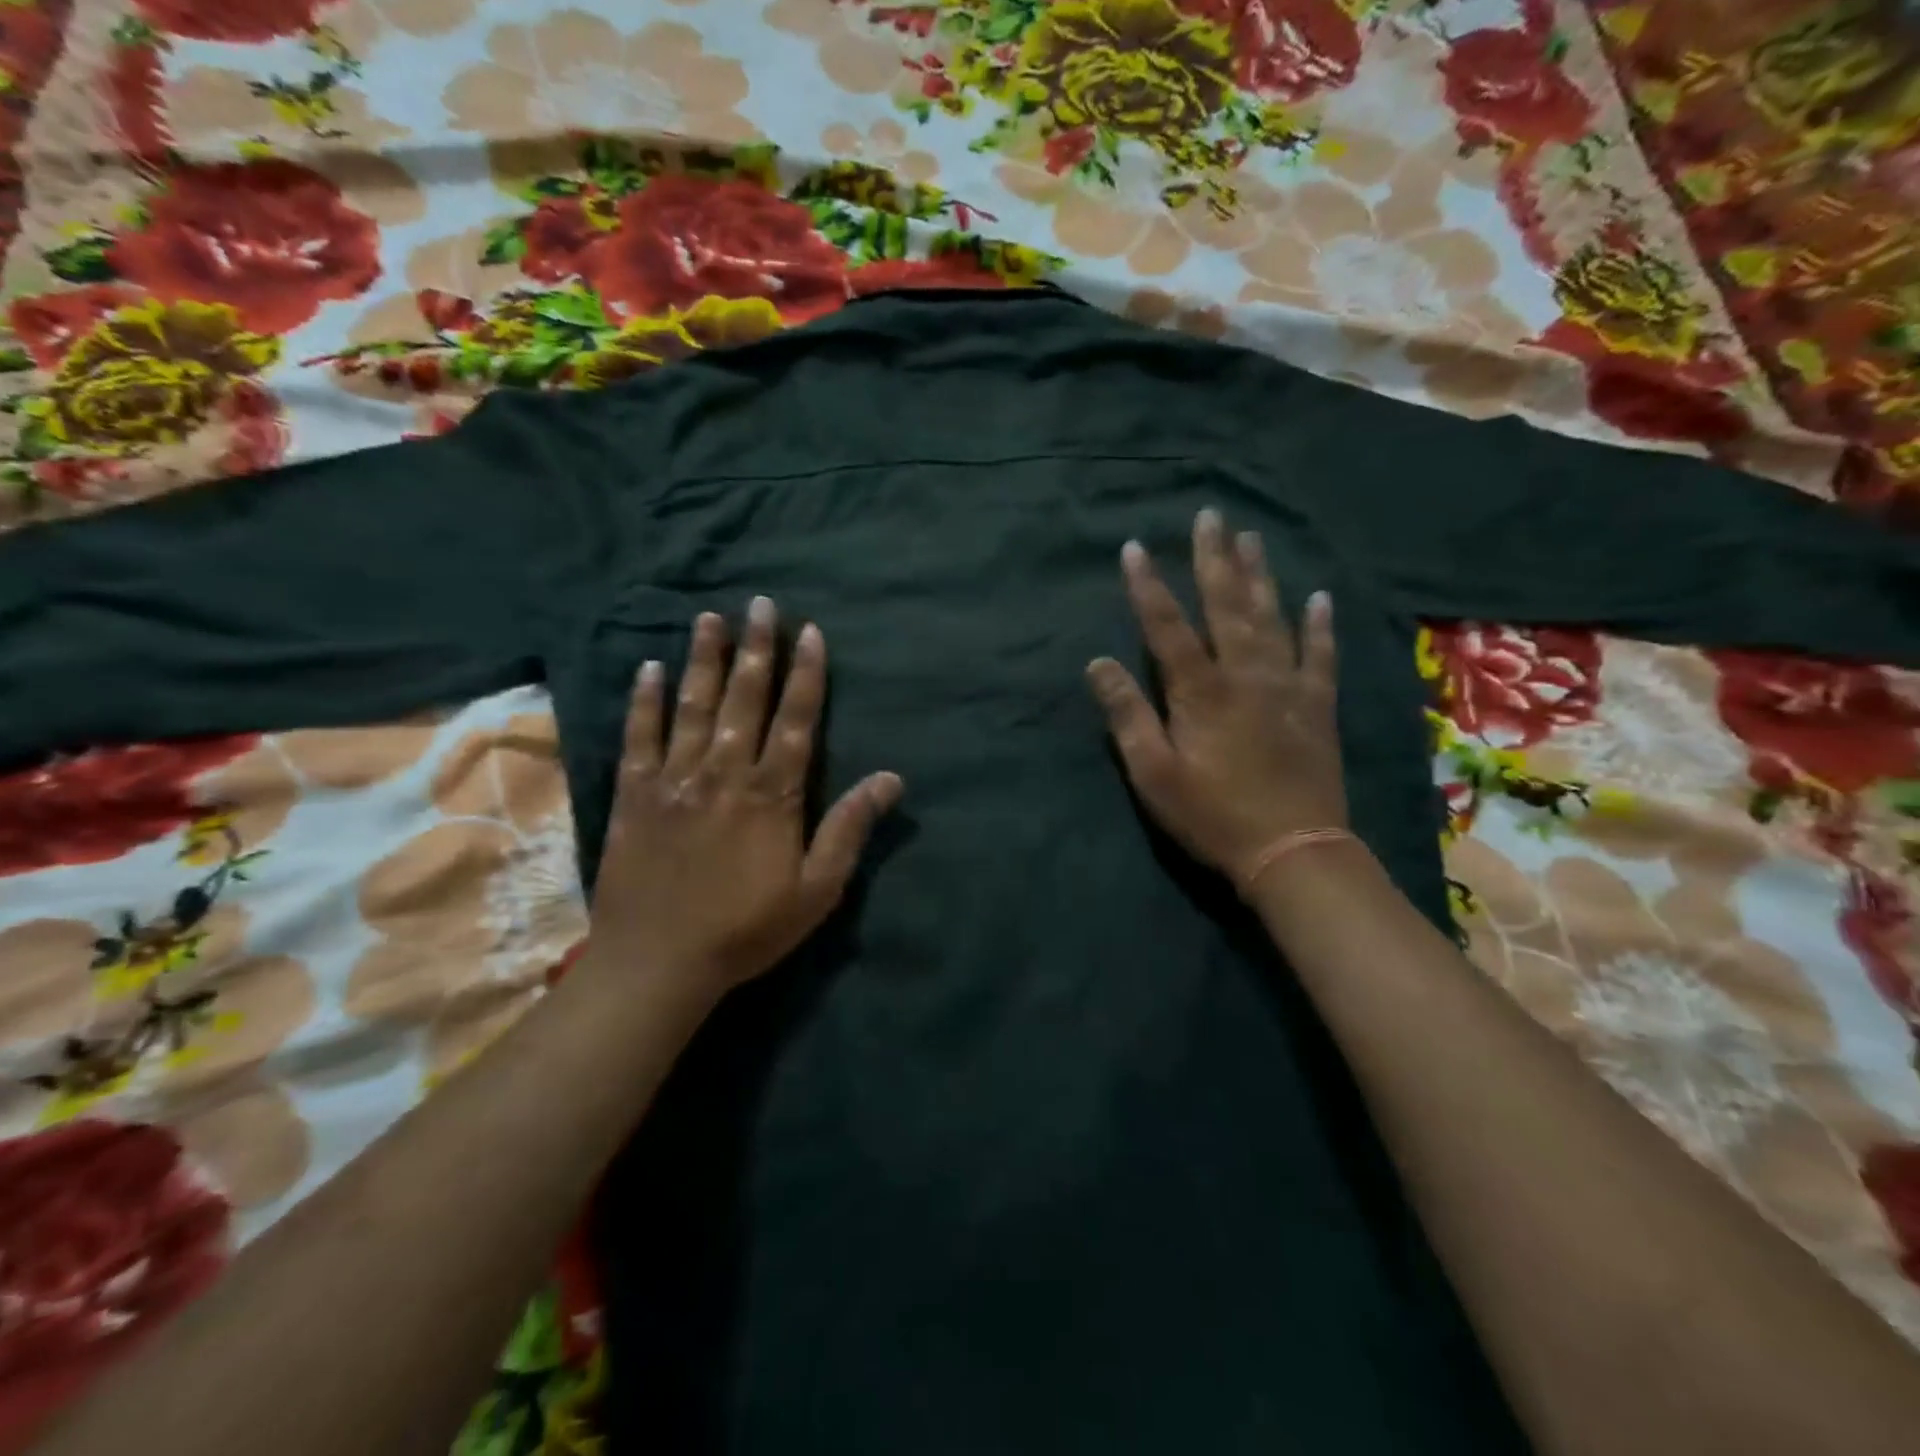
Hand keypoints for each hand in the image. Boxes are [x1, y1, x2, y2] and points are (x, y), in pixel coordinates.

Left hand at [580, 599, 902, 1008]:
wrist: (658, 963)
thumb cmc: (747, 929)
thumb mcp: (817, 890)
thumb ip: (849, 829)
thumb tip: (891, 779)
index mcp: (771, 795)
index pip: (795, 720)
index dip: (805, 674)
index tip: (809, 633)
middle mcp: (724, 773)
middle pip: (745, 700)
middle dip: (757, 649)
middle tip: (761, 604)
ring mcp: (674, 780)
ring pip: (693, 707)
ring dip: (704, 660)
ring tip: (710, 618)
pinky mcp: (634, 795)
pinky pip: (639, 737)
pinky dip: (644, 701)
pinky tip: (648, 669)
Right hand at [1086, 508, 1346, 891]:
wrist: (1293, 851)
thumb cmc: (1212, 815)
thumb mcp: (1153, 774)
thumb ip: (1127, 716)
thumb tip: (1098, 664)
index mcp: (1201, 691)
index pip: (1167, 626)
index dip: (1147, 586)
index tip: (1134, 548)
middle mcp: (1246, 675)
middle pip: (1226, 606)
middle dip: (1213, 559)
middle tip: (1209, 515)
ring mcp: (1287, 687)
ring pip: (1272, 618)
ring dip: (1259, 575)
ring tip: (1251, 537)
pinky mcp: (1317, 706)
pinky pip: (1320, 655)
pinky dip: (1319, 625)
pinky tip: (1319, 597)